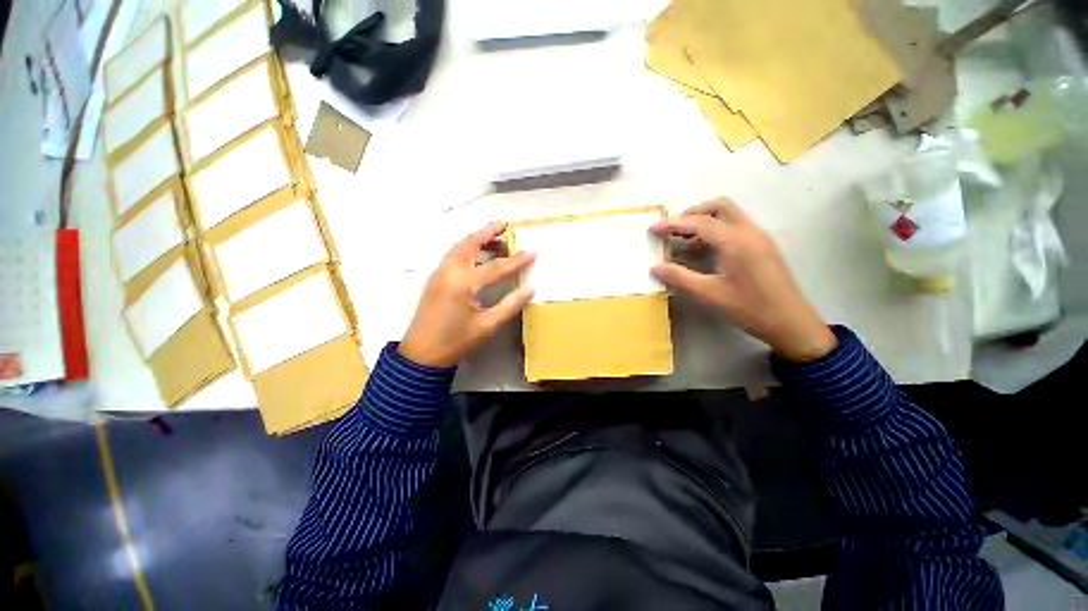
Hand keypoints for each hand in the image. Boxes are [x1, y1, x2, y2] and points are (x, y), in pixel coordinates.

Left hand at [399, 222, 535, 367]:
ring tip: (495, 238)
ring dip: (477, 239)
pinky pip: (453, 255)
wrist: (421, 355)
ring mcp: (439, 274)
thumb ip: (510, 304)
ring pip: (459, 247)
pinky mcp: (435, 279)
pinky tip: (477, 255)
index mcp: (464, 284)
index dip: (516, 260)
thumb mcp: (487, 326)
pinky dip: (467, 248)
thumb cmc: (456, 342)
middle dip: (488, 232)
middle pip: (470, 244)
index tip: (532, 251)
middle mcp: (449, 272)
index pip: (496, 267)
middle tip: (505, 225)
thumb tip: (529, 288)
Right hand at [650, 199, 835, 362]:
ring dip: (704, 222)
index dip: (673, 223)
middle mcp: (749, 232)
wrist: (790, 322)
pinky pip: (735, 228)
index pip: (699, 222)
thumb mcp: (709, 294)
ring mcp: (759, 238)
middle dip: (692, 213)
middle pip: (719, 207)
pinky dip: (716, 231)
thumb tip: (655, 267)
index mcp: (735, 241)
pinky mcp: (763, 246)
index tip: (653, 228)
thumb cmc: (749, 308)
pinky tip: (705, 253)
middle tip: (673, 230)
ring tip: (684, 243)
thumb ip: (679, 277)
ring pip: (729, 215)